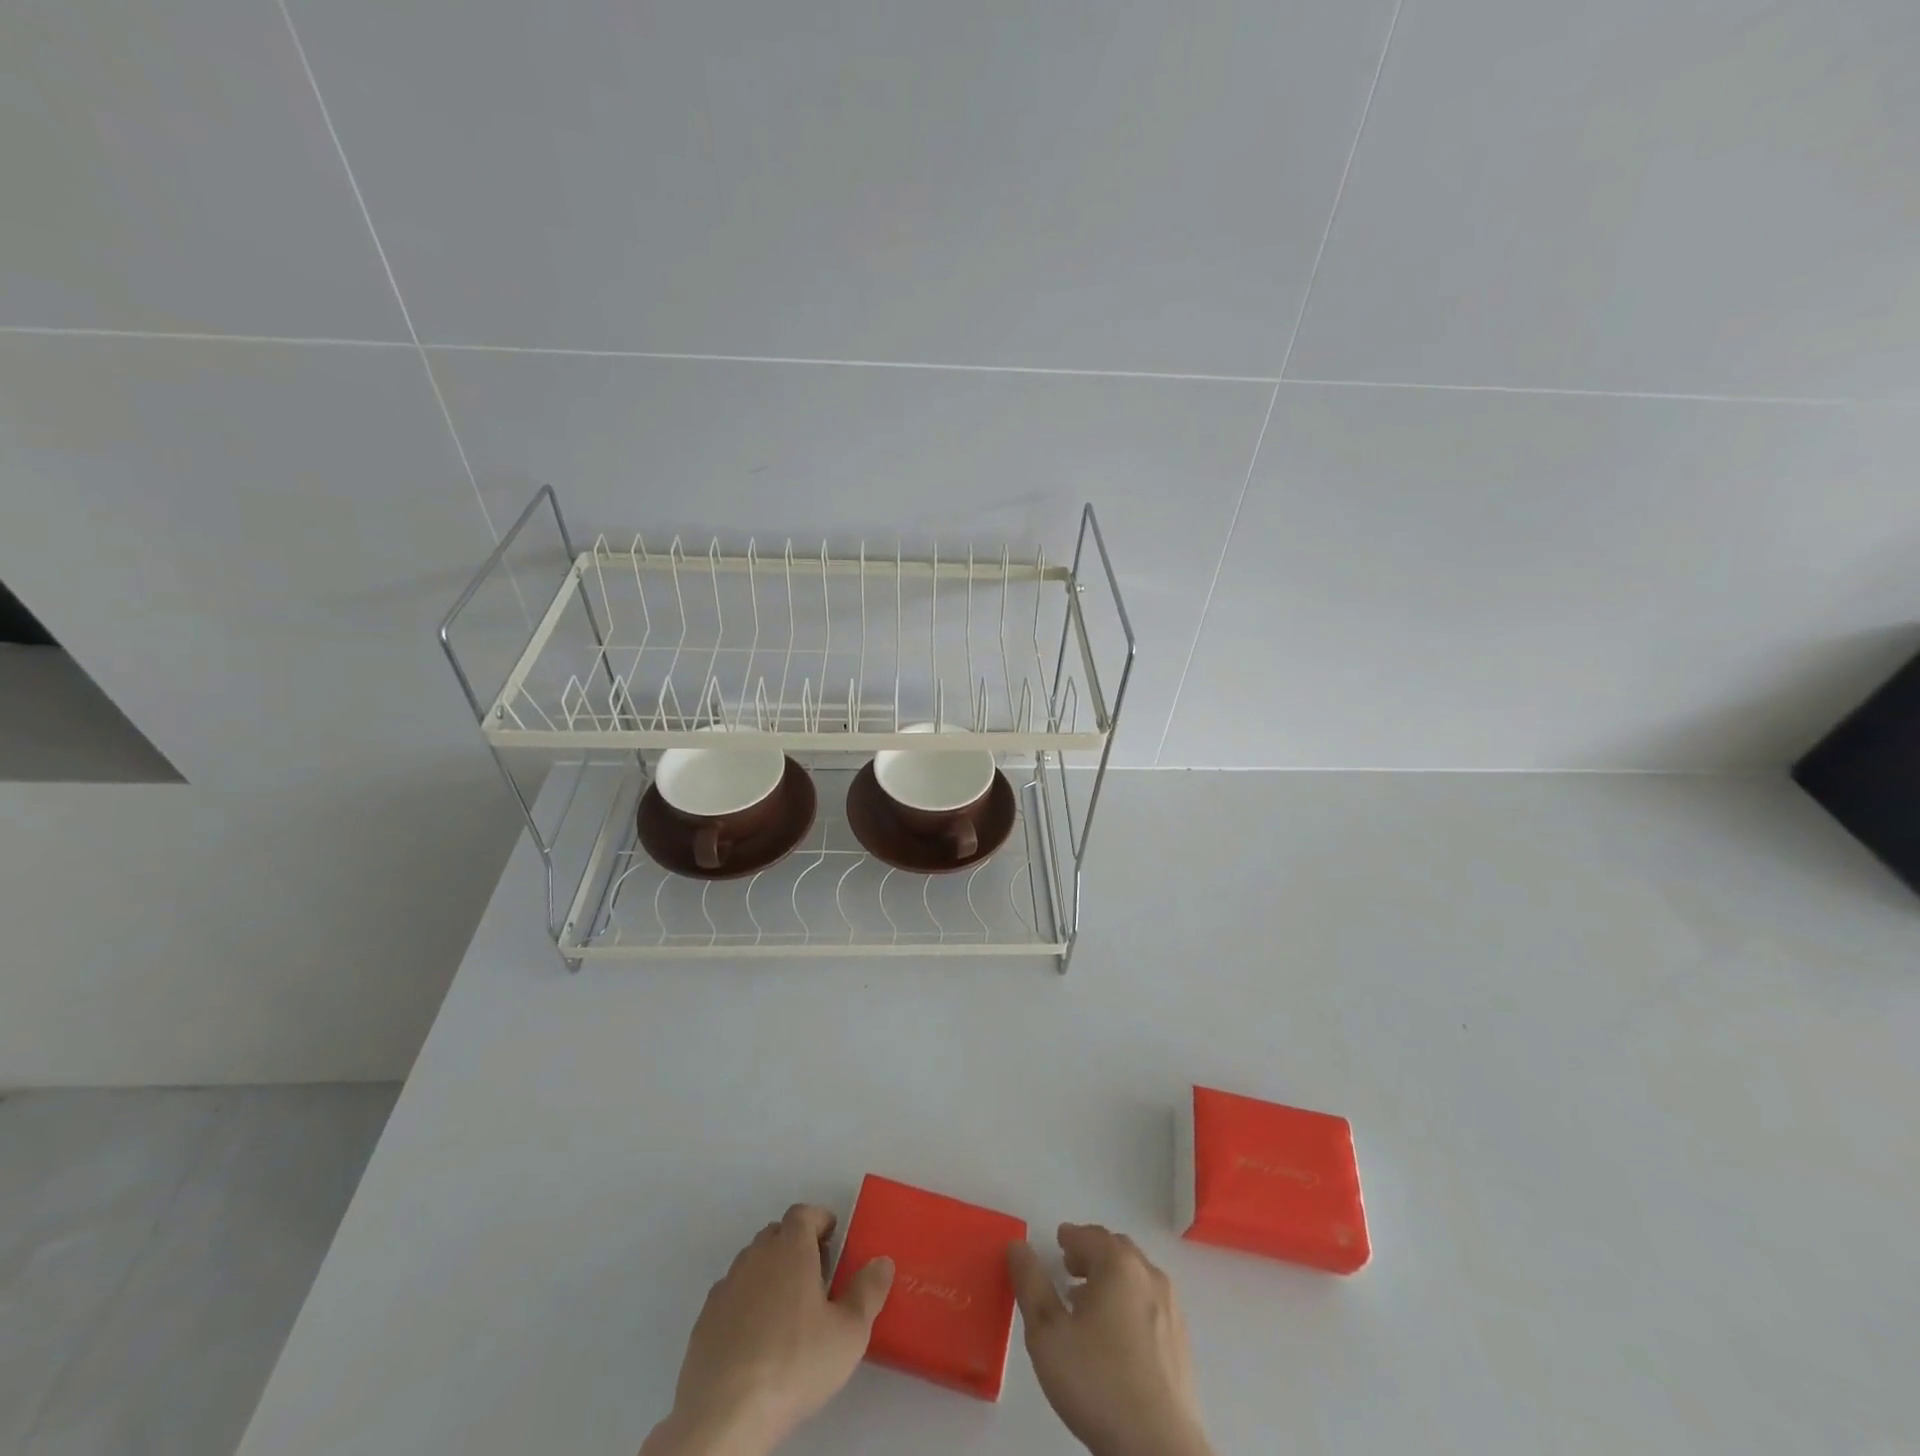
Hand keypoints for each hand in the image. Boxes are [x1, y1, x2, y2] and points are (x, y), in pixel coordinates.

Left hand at [643, 1204, 893, 1455]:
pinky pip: (732, 1296)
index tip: (834, 1240)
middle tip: (817, 1277)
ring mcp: (726, 1287)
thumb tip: (882, 1262)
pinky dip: (747, 1303)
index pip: (804, 1213)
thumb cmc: (795, 1363)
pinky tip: (757, 1338)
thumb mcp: (849, 1333)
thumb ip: (869, 1292)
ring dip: (770, 1273)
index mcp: (790, 1248)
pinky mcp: (704, 1320)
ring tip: (788, 1310)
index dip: (820, 1221)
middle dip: (797, 1246)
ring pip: (752, 1264)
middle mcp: (756, 1256)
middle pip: (777, 1234)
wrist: (725, 1415)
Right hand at [1008, 1224, 1212, 1455]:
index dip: (1071, 1237)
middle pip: (1117, 1250)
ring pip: (1136, 1278)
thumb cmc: (1097, 1383)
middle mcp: (1149, 1276)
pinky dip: (1129, 1303)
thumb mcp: (1047, 1333)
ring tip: (1088, 1305)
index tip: (1058, 1244)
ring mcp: (1172, 1310)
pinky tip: (1115, 1336)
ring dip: (1111, 1280)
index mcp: (1119, 1265)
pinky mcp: (1182, 1343)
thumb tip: (1018, 1245)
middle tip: (1069, 1269)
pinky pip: (1150, 1305)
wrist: (1159, 1450)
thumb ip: (1030, 1284)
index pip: (1091, 1236)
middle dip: (1092, 1254)